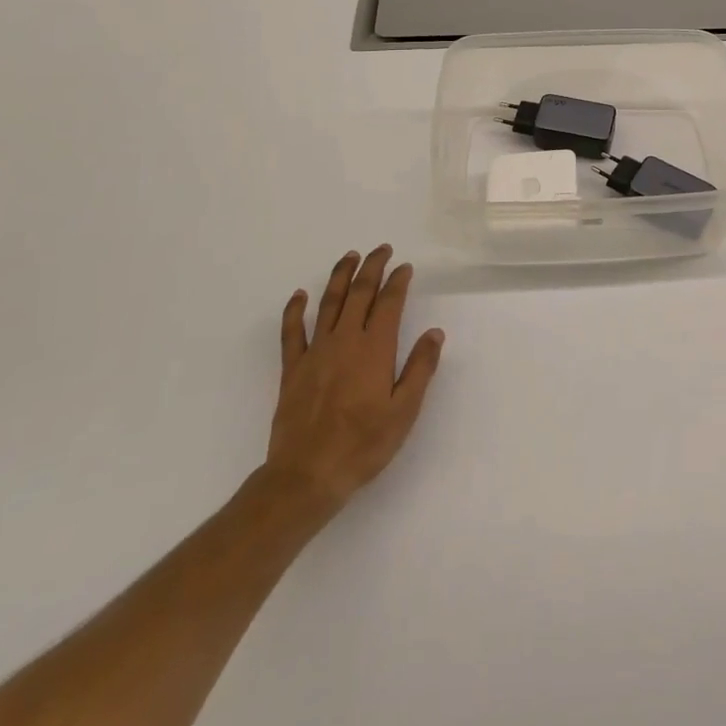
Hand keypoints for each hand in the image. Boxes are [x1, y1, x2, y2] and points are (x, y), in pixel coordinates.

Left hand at [262, 245, 444, 512]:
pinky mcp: (293, 368)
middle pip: (359, 293)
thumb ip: (420, 368)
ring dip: (340, 276)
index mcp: (375, 349)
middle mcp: (345, 340)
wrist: (307, 475)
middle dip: (372, 267)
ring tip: (349, 256)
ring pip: (328, 303)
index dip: (398, 281)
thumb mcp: (404, 411)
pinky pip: (292, 331)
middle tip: (382, 250)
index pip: (389, 303)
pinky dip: (294, 310)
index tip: (405, 267)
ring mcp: (316, 352)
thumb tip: (434, 333)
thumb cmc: (363, 445)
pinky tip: (299, 295)